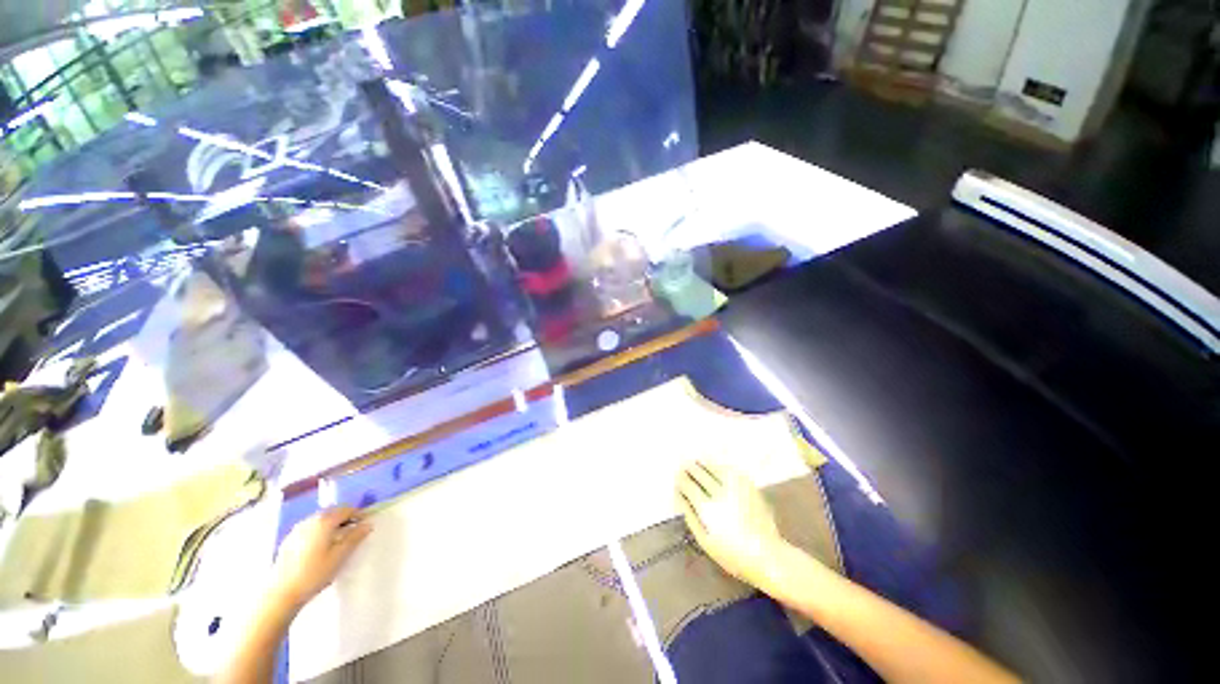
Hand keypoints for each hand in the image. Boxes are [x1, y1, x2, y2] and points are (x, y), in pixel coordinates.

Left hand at [268, 507, 372, 612]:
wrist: (281, 592)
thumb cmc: (314, 574)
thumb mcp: (339, 556)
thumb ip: (355, 538)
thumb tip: (368, 524)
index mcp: (324, 522)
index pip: (346, 510)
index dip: (358, 514)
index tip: (366, 524)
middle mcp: (310, 520)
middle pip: (332, 511)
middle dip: (345, 517)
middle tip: (354, 529)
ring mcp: (297, 530)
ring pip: (320, 519)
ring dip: (332, 523)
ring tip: (338, 538)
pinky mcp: (289, 540)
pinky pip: (309, 527)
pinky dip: (320, 530)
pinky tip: (320, 546)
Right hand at [676, 461, 789, 589]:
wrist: (768, 555)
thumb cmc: (733, 554)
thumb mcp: (705, 541)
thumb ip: (690, 516)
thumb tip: (680, 497)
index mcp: (707, 508)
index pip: (688, 485)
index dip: (681, 479)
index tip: (677, 476)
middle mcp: (720, 493)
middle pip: (700, 473)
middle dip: (690, 469)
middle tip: (684, 466)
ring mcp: (735, 487)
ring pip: (714, 468)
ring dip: (703, 464)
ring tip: (697, 463)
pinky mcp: (748, 486)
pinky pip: (730, 470)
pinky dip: (719, 467)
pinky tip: (716, 468)